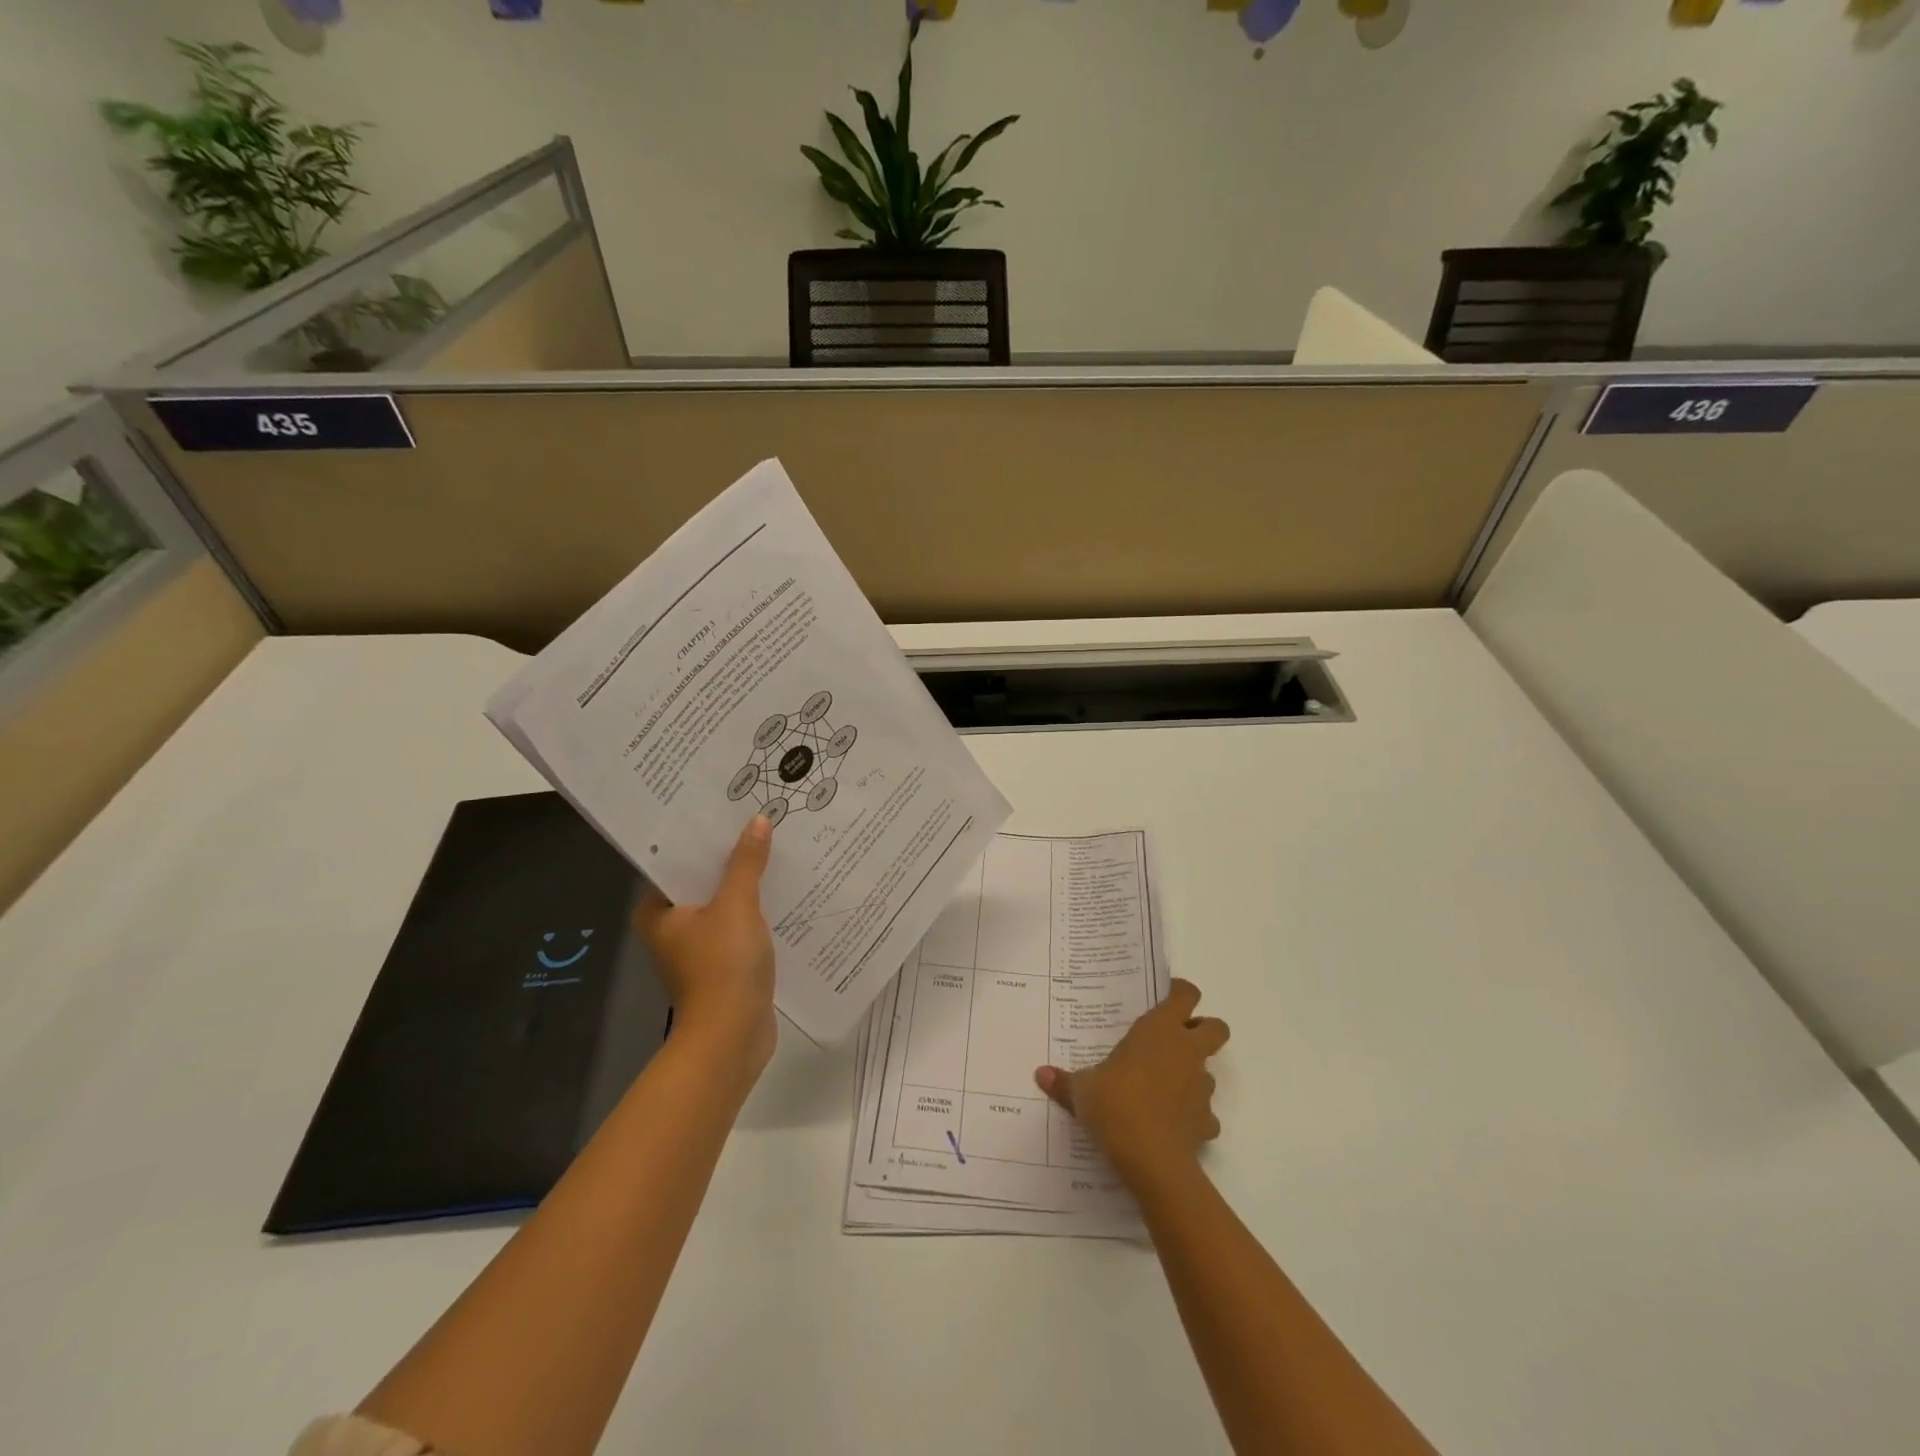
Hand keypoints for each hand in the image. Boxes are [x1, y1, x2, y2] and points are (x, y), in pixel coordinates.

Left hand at [635, 816, 776, 1077]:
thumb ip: (746, 863)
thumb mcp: (736, 906)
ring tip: (777, 848)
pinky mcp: (724, 964)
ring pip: (725, 903)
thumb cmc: (722, 966)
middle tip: (760, 821)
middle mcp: (672, 927)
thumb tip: (757, 821)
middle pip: (704, 880)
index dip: (704, 836)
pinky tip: (785, 890)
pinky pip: (741, 925)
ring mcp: (699, 948)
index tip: (729, 809)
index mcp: (658, 911)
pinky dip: (758, 911)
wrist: (732, 1038)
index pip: (677, 861)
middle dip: (731, 857)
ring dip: (748, 884)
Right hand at [1035, 979, 1228, 1184]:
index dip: (1180, 992)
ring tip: (1165, 1088)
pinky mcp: (1208, 1121)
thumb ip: (1065, 1081)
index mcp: (1159, 1029)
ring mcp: (1202, 1087)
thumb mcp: (1083, 1089)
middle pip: (1216, 1027)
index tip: (1166, 997)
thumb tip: (1040, 1074)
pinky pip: (1205, 1113)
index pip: (1185, 995)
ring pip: (1210, 1071)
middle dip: (1204, 1029)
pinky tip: (1171, 1124)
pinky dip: (1193, 1116)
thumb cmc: (1115, 1104)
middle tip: (1177, 1039)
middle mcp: (1187, 1051)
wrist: (1150, 1158)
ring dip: (1193, 1075)